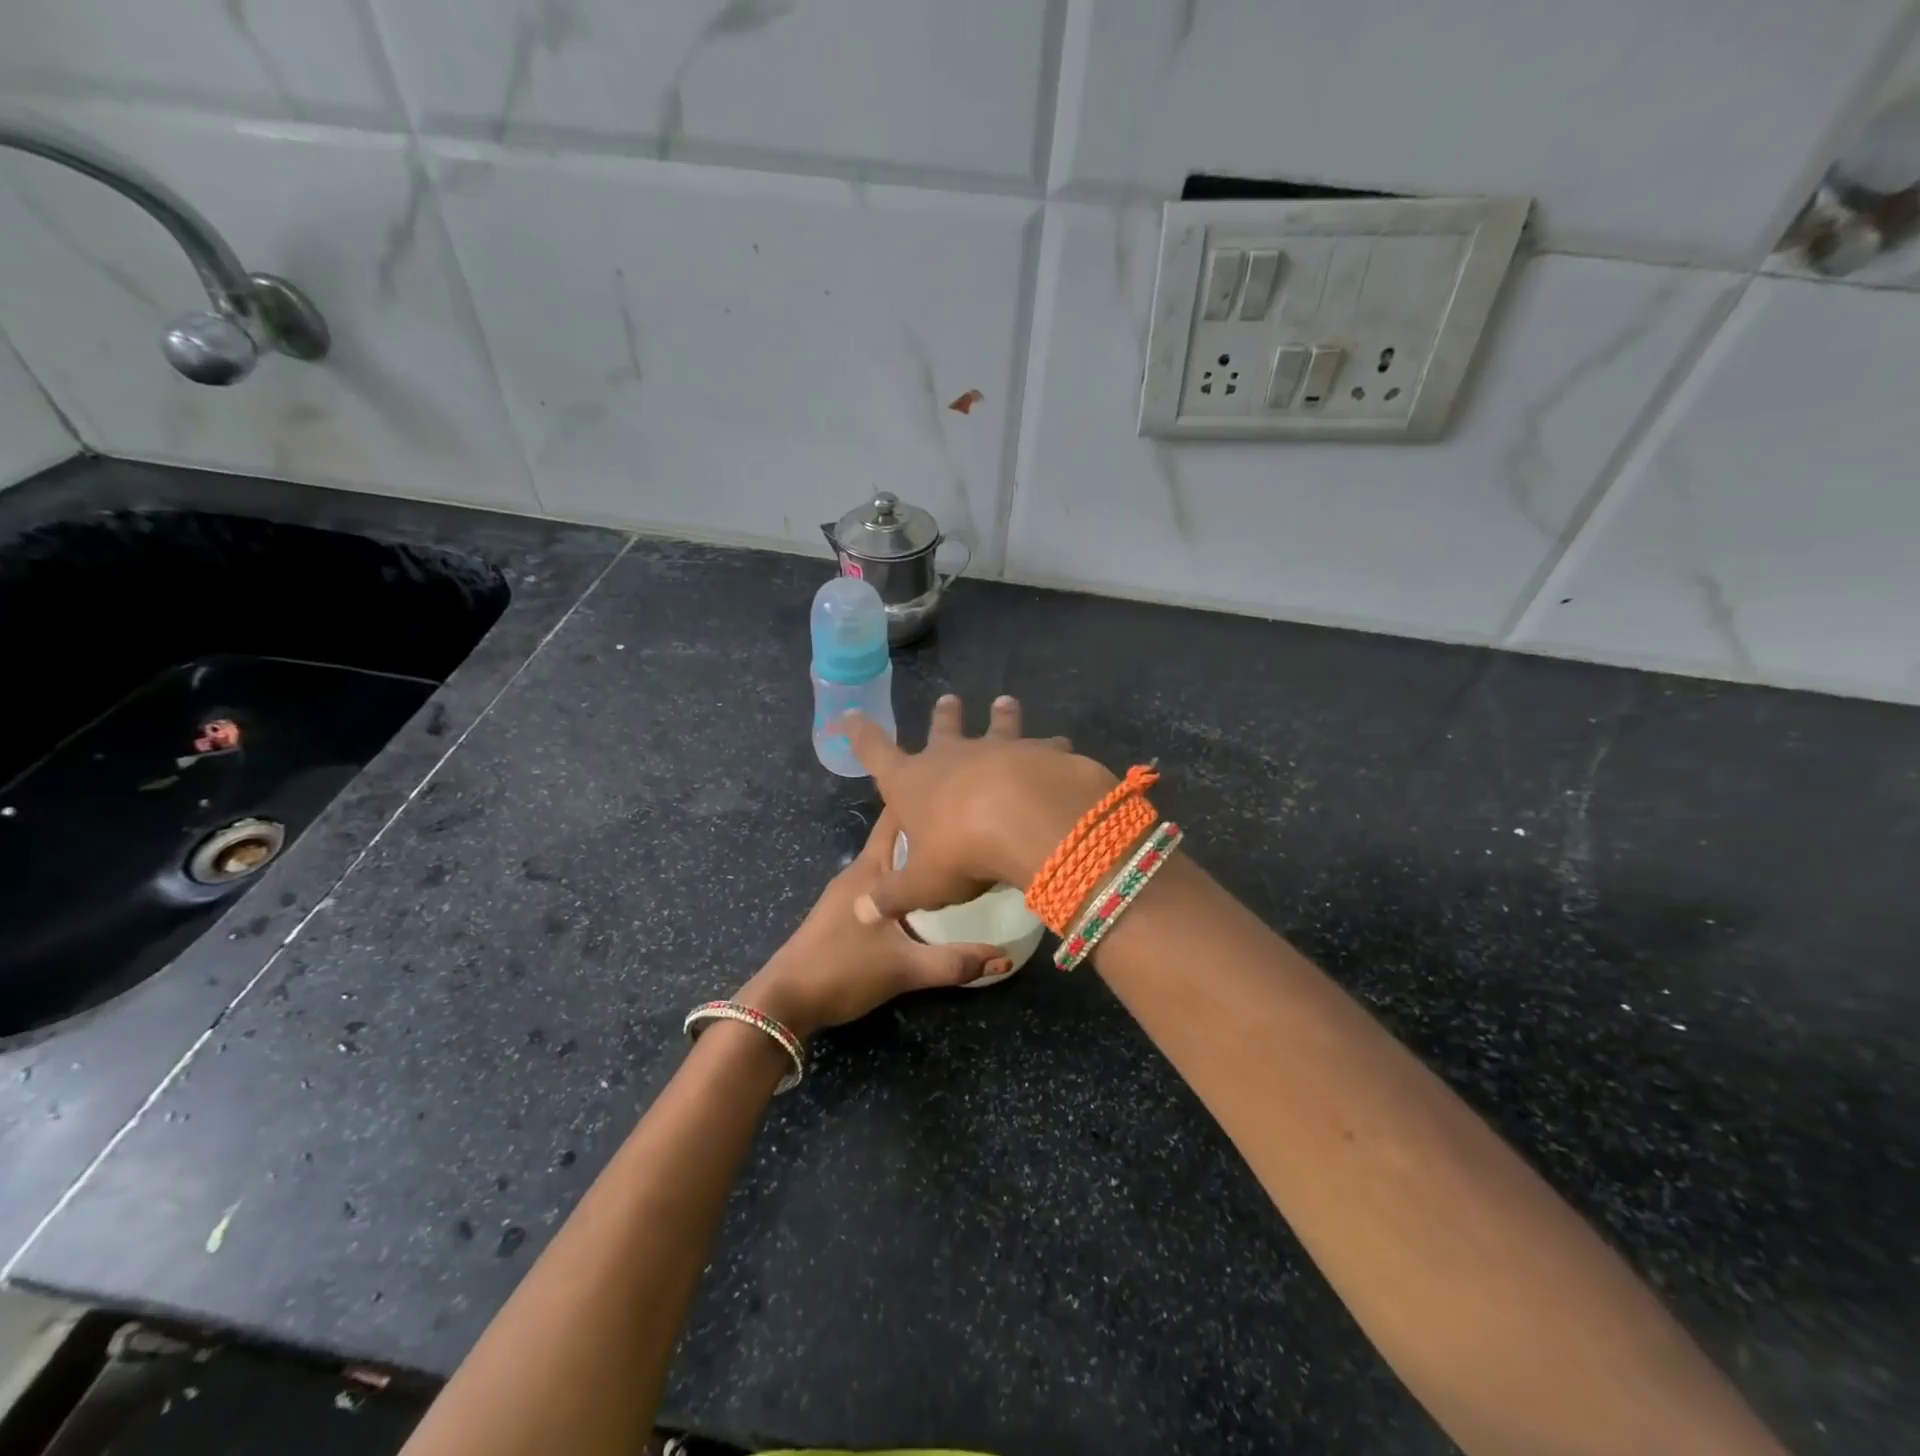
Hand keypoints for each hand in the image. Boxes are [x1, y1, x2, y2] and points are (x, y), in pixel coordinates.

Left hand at [734, 810, 1009, 1039]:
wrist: (783, 1003)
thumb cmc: (843, 971)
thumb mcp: (905, 969)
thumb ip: (955, 962)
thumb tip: (1006, 955)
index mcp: (870, 871)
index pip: (895, 819)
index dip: (922, 801)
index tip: (958, 793)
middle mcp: (858, 872)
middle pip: (895, 838)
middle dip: (928, 830)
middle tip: (969, 828)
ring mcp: (846, 892)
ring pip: (888, 862)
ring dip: (916, 856)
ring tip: (956, 857)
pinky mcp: (841, 912)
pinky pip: (880, 882)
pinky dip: (903, 879)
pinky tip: (925, 896)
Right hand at [842, 694, 1117, 922]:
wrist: (1028, 820)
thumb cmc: (961, 850)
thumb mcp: (921, 884)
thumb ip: (893, 895)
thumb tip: (862, 911)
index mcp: (912, 782)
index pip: (876, 752)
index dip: (860, 734)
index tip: (851, 713)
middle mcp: (952, 757)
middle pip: (943, 729)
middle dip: (943, 716)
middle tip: (949, 699)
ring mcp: (998, 750)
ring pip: (997, 727)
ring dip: (1001, 716)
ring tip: (1005, 702)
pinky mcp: (1040, 753)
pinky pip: (1045, 746)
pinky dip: (1051, 747)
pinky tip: (1062, 746)